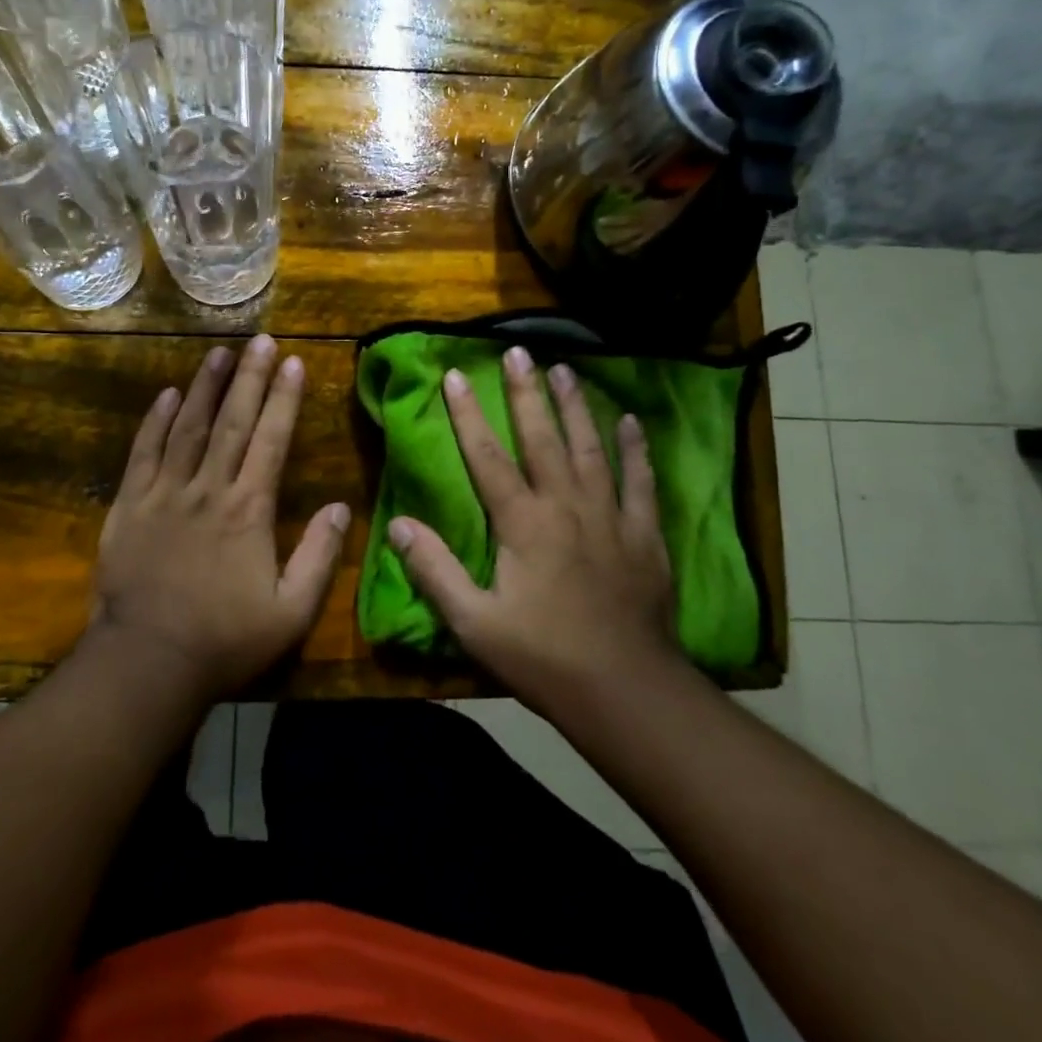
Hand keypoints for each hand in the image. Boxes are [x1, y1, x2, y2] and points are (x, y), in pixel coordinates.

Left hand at [89, 335, 350, 700]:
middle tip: (261, 340)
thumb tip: (342, 506)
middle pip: (232, 421)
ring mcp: (165, 493)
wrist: (147, 662)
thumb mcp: (291, 612)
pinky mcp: (129, 506)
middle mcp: (209, 489)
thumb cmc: (225, 640)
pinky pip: (143, 453)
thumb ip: (321, 557)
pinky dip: (155, 421)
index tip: (294, 362)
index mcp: (250, 510)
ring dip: (205, 386)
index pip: (272, 440)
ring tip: (220, 353)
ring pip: (187, 427)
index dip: (285, 399)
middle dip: (250, 377)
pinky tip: (166, 394)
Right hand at [388, 345, 679, 709]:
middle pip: (542, 438)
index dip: (468, 414)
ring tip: (565, 369)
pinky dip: (634, 449)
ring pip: (590, 448)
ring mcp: (610, 516)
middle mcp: (566, 506)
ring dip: (576, 406)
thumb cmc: (542, 656)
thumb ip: (434, 570)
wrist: (626, 690)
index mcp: (522, 523)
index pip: (487, 456)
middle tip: (518, 350)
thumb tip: (398, 525)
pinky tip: (628, 421)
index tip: (455, 375)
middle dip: (526, 393)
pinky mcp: (644, 535)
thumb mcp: (474, 621)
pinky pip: (639, 481)